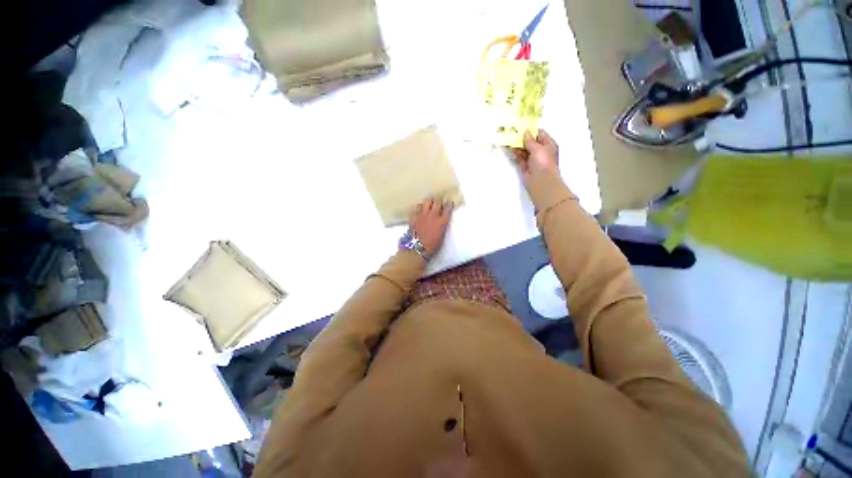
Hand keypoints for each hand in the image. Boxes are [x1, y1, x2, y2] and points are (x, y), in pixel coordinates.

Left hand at [408, 198, 452, 254]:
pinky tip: (420, 210)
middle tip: (439, 202)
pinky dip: (420, 207)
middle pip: (437, 202)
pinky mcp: (414, 217)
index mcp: (442, 221)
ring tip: (429, 204)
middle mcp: (433, 215)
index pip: (448, 208)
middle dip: (439, 201)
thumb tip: (441, 221)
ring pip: (426, 202)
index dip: (449, 204)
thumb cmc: (432, 246)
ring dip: (429, 202)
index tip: (449, 203)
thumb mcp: (441, 236)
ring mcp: (422, 215)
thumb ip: (442, 226)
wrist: (416, 249)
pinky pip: (417, 208)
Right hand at [509, 129, 559, 185]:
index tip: (521, 126)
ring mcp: (532, 160)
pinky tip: (508, 150)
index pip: (540, 134)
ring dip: (516, 147)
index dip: (531, 130)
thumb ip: (530, 140)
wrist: (541, 181)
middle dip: (522, 139)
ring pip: (523, 151)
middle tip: (511, 133)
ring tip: (507, 141)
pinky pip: (519, 159)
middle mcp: (540, 151)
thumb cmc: (543, 162)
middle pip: (530, 142)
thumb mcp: (537, 148)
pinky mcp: (525, 167)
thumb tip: (525, 132)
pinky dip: (514, 155)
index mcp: (548, 145)